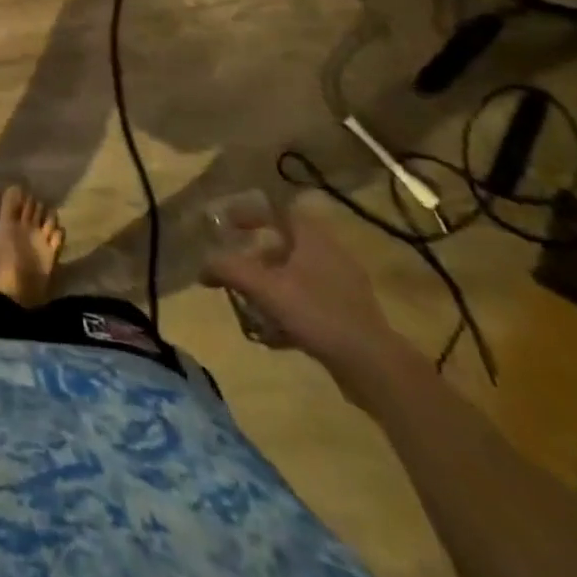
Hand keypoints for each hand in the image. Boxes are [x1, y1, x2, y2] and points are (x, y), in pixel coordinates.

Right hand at [203, 209, 406, 394]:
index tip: (227, 225)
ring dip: (270, 286)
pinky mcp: (350, 315)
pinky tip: (274, 335)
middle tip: (236, 270)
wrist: (375, 367)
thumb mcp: (265, 288)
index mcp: (313, 237)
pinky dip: (288, 309)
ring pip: (296, 275)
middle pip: (284, 244)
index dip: (250, 213)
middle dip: (256, 257)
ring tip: (250, 306)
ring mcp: (344, 286)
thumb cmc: (317, 313)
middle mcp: (330, 253)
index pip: (277, 209)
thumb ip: (229, 270)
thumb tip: (201, 264)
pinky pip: (309, 301)